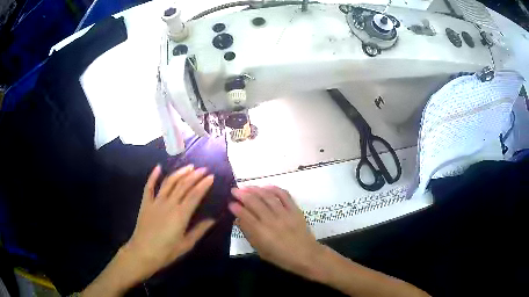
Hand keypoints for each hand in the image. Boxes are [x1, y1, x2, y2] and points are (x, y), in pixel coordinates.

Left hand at [124, 164, 215, 280]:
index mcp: (181, 215)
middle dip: (194, 175)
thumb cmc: (166, 251)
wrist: (143, 252)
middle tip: (203, 169)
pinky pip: (149, 186)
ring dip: (179, 173)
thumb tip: (213, 219)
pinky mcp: (146, 203)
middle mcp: (169, 204)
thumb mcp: (186, 244)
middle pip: (183, 185)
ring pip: (169, 182)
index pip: (195, 195)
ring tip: (189, 166)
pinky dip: (153, 176)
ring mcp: (156, 201)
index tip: (211, 176)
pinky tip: (158, 167)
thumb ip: (199, 230)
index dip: (203, 185)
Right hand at [229, 186, 324, 278]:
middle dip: (242, 194)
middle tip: (234, 190)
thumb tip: (238, 220)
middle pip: (254, 203)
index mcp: (261, 233)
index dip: (235, 208)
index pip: (245, 215)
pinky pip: (284, 195)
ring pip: (267, 196)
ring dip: (255, 189)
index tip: (230, 203)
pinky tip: (266, 186)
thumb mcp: (261, 250)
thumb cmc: (281, 257)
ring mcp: (284, 213)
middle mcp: (271, 220)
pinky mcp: (295, 210)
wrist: (306, 255)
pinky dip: (274, 189)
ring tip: (246, 186)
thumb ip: (249, 234)